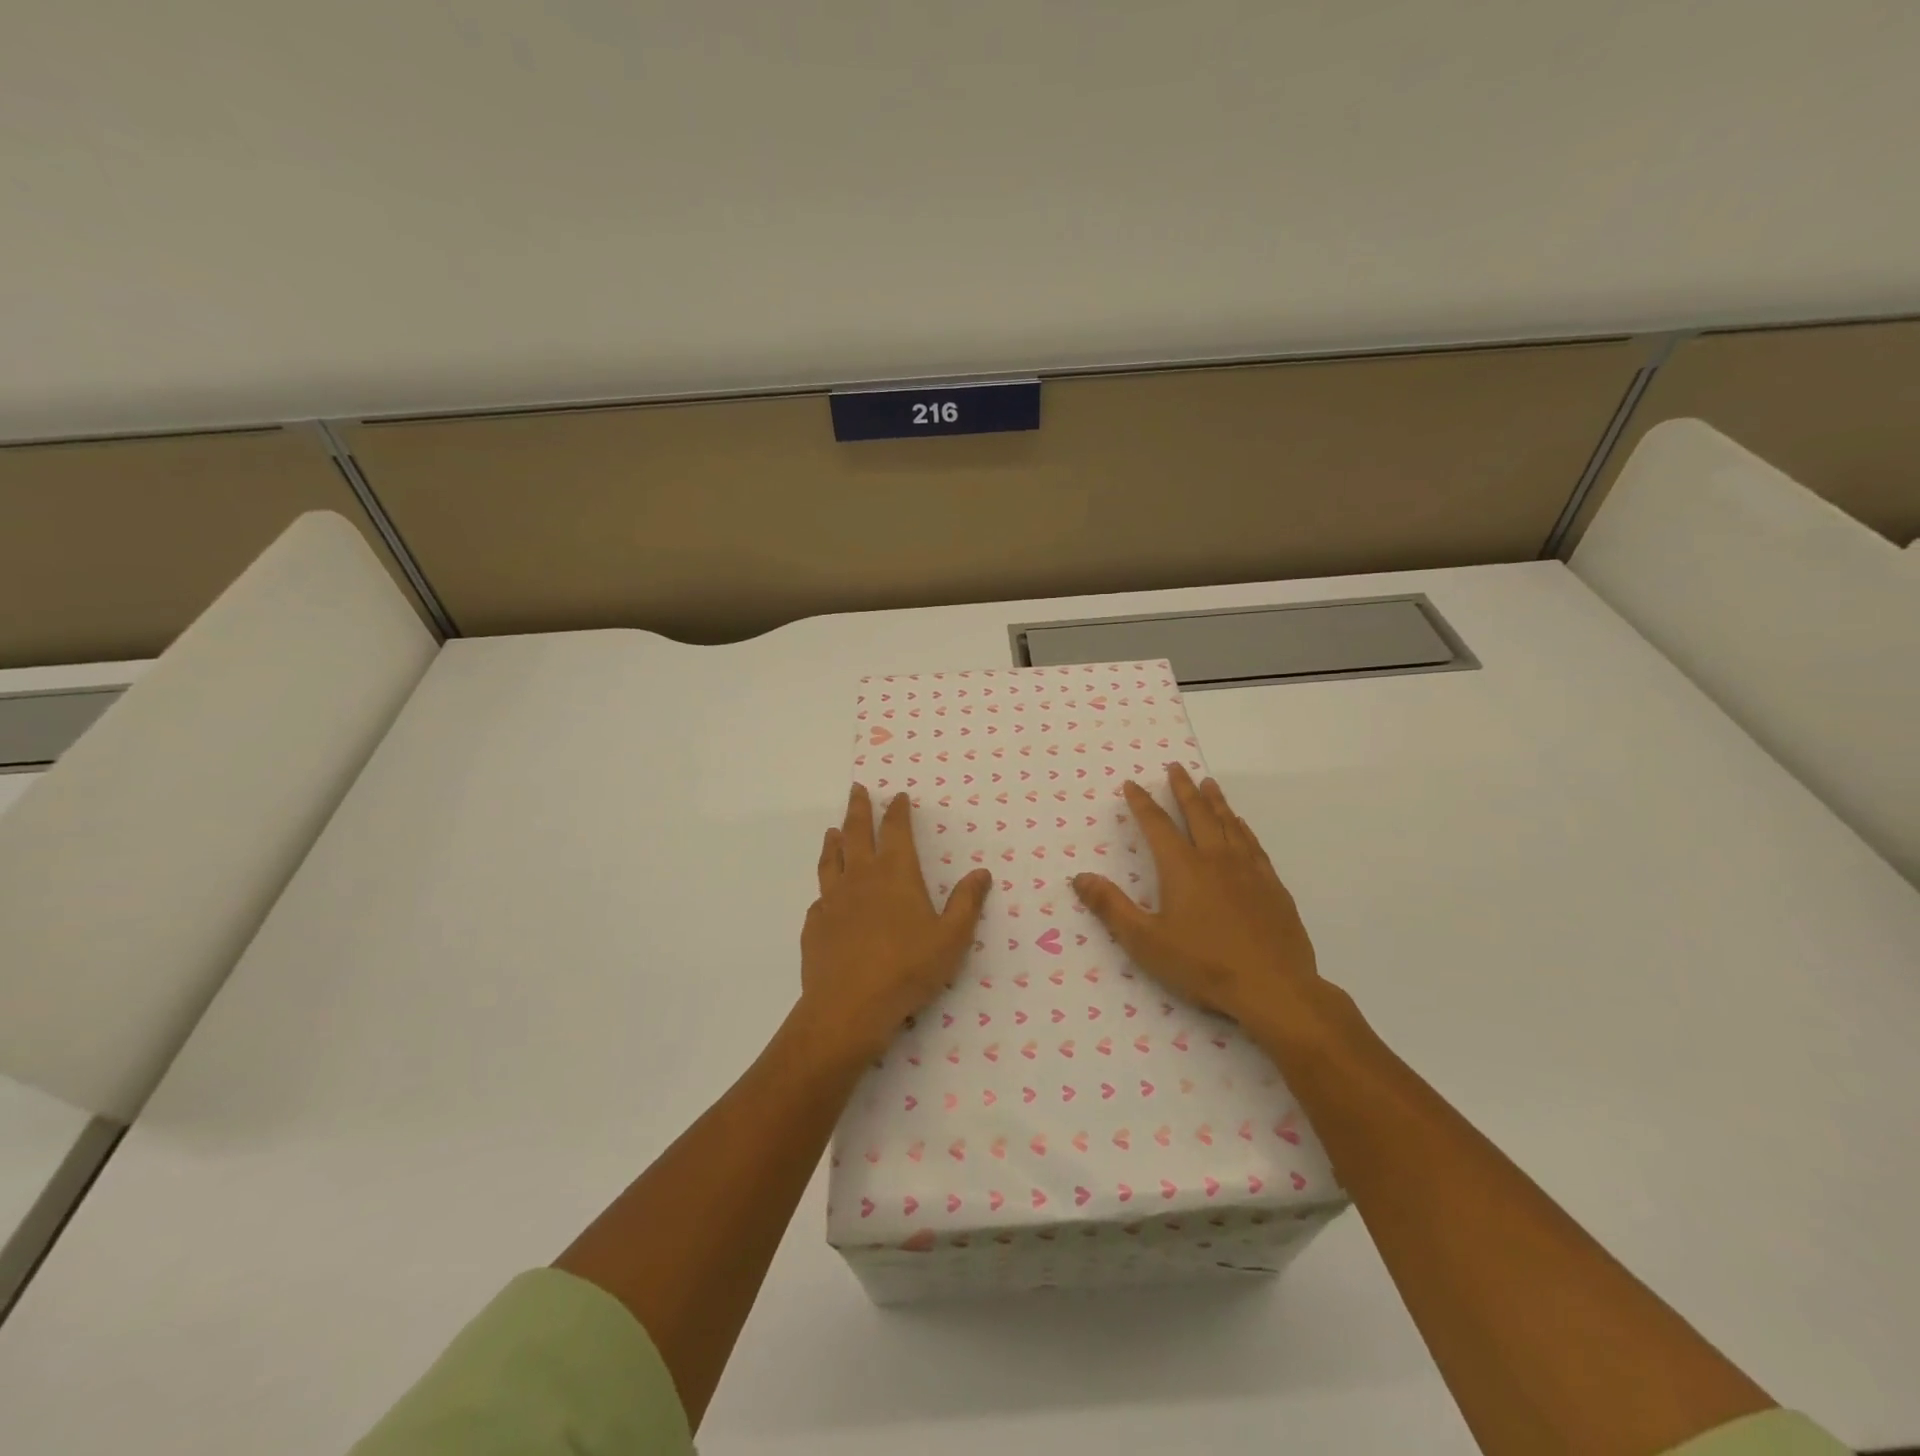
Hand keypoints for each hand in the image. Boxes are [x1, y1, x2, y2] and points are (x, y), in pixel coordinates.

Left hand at [801, 783, 991, 1060]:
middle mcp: (861, 877)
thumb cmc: (908, 969)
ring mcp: (833, 899)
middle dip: (859, 809)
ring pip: (832, 859)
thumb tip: (981, 873)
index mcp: (896, 874)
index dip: (898, 811)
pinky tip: (826, 893)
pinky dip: (825, 886)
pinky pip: (820, 896)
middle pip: (856, 832)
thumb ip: (966, 903)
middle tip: (857, 790)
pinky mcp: (815, 924)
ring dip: (834, 840)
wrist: (849, 1007)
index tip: (897, 796)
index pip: (896, 830)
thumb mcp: (951, 939)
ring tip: (833, 830)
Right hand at [1071, 763, 1323, 1032]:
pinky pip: (1253, 844)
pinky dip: (1242, 827)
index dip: (1142, 803)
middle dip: (1183, 789)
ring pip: (1229, 823)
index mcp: (1182, 868)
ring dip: (1215, 801)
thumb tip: (1080, 877)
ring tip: (1208, 783)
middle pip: (1197, 813)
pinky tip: (1241, 825)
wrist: (1274, 988)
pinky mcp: (1272, 886)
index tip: (1132, 784)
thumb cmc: (1203, 965)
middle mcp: (1215, 859)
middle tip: (1176, 767)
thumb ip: (1111, 907)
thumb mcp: (1145, 941)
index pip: (1157, 825)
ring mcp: (1248, 870)